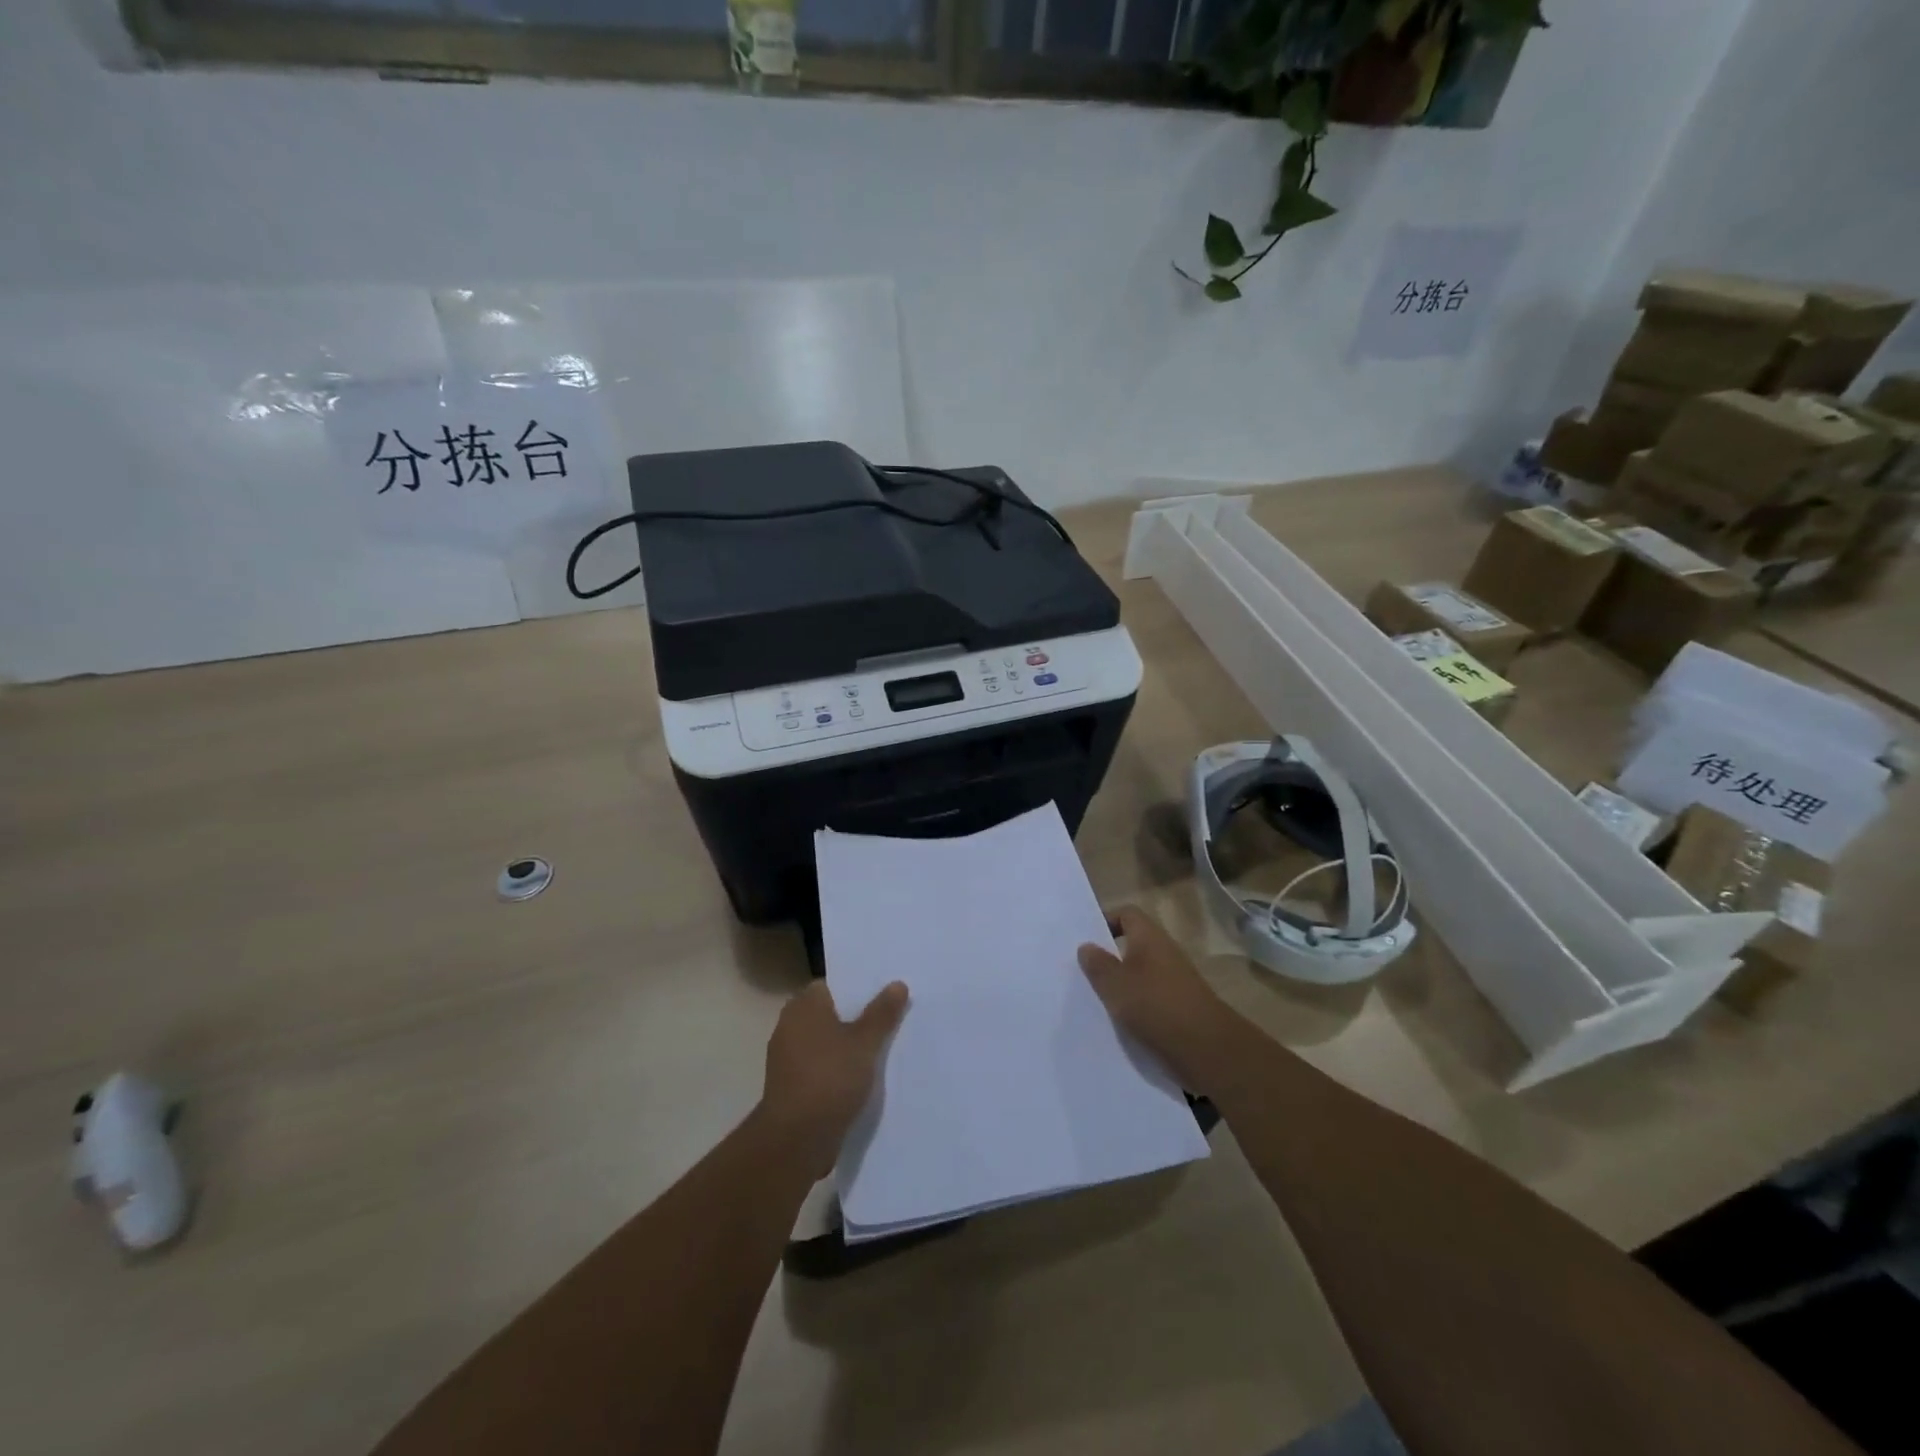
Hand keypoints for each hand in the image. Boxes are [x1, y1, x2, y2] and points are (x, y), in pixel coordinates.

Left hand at [758, 980, 909, 1177]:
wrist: (795, 1140)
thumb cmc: (829, 1078)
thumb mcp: (864, 1043)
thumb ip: (882, 1013)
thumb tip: (897, 984)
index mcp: (804, 1006)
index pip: (831, 985)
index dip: (857, 988)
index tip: (883, 994)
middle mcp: (790, 1026)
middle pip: (830, 1013)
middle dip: (857, 1017)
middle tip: (890, 1019)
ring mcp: (788, 1058)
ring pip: (826, 1042)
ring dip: (848, 1046)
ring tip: (882, 1050)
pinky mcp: (791, 1086)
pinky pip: (821, 1067)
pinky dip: (838, 1069)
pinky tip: (862, 1079)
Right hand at [1079, 906, 1237, 1093]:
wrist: (1207, 1049)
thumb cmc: (1156, 1006)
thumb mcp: (1116, 985)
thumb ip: (1098, 965)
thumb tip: (1086, 946)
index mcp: (1150, 938)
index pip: (1127, 914)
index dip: (1106, 921)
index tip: (1086, 941)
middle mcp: (1165, 953)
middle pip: (1133, 945)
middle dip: (1109, 957)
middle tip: (1083, 972)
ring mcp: (1176, 981)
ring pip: (1141, 975)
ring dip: (1122, 985)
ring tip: (1096, 1001)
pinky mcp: (1181, 1007)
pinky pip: (1151, 999)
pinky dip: (1136, 1007)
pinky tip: (1120, 1024)